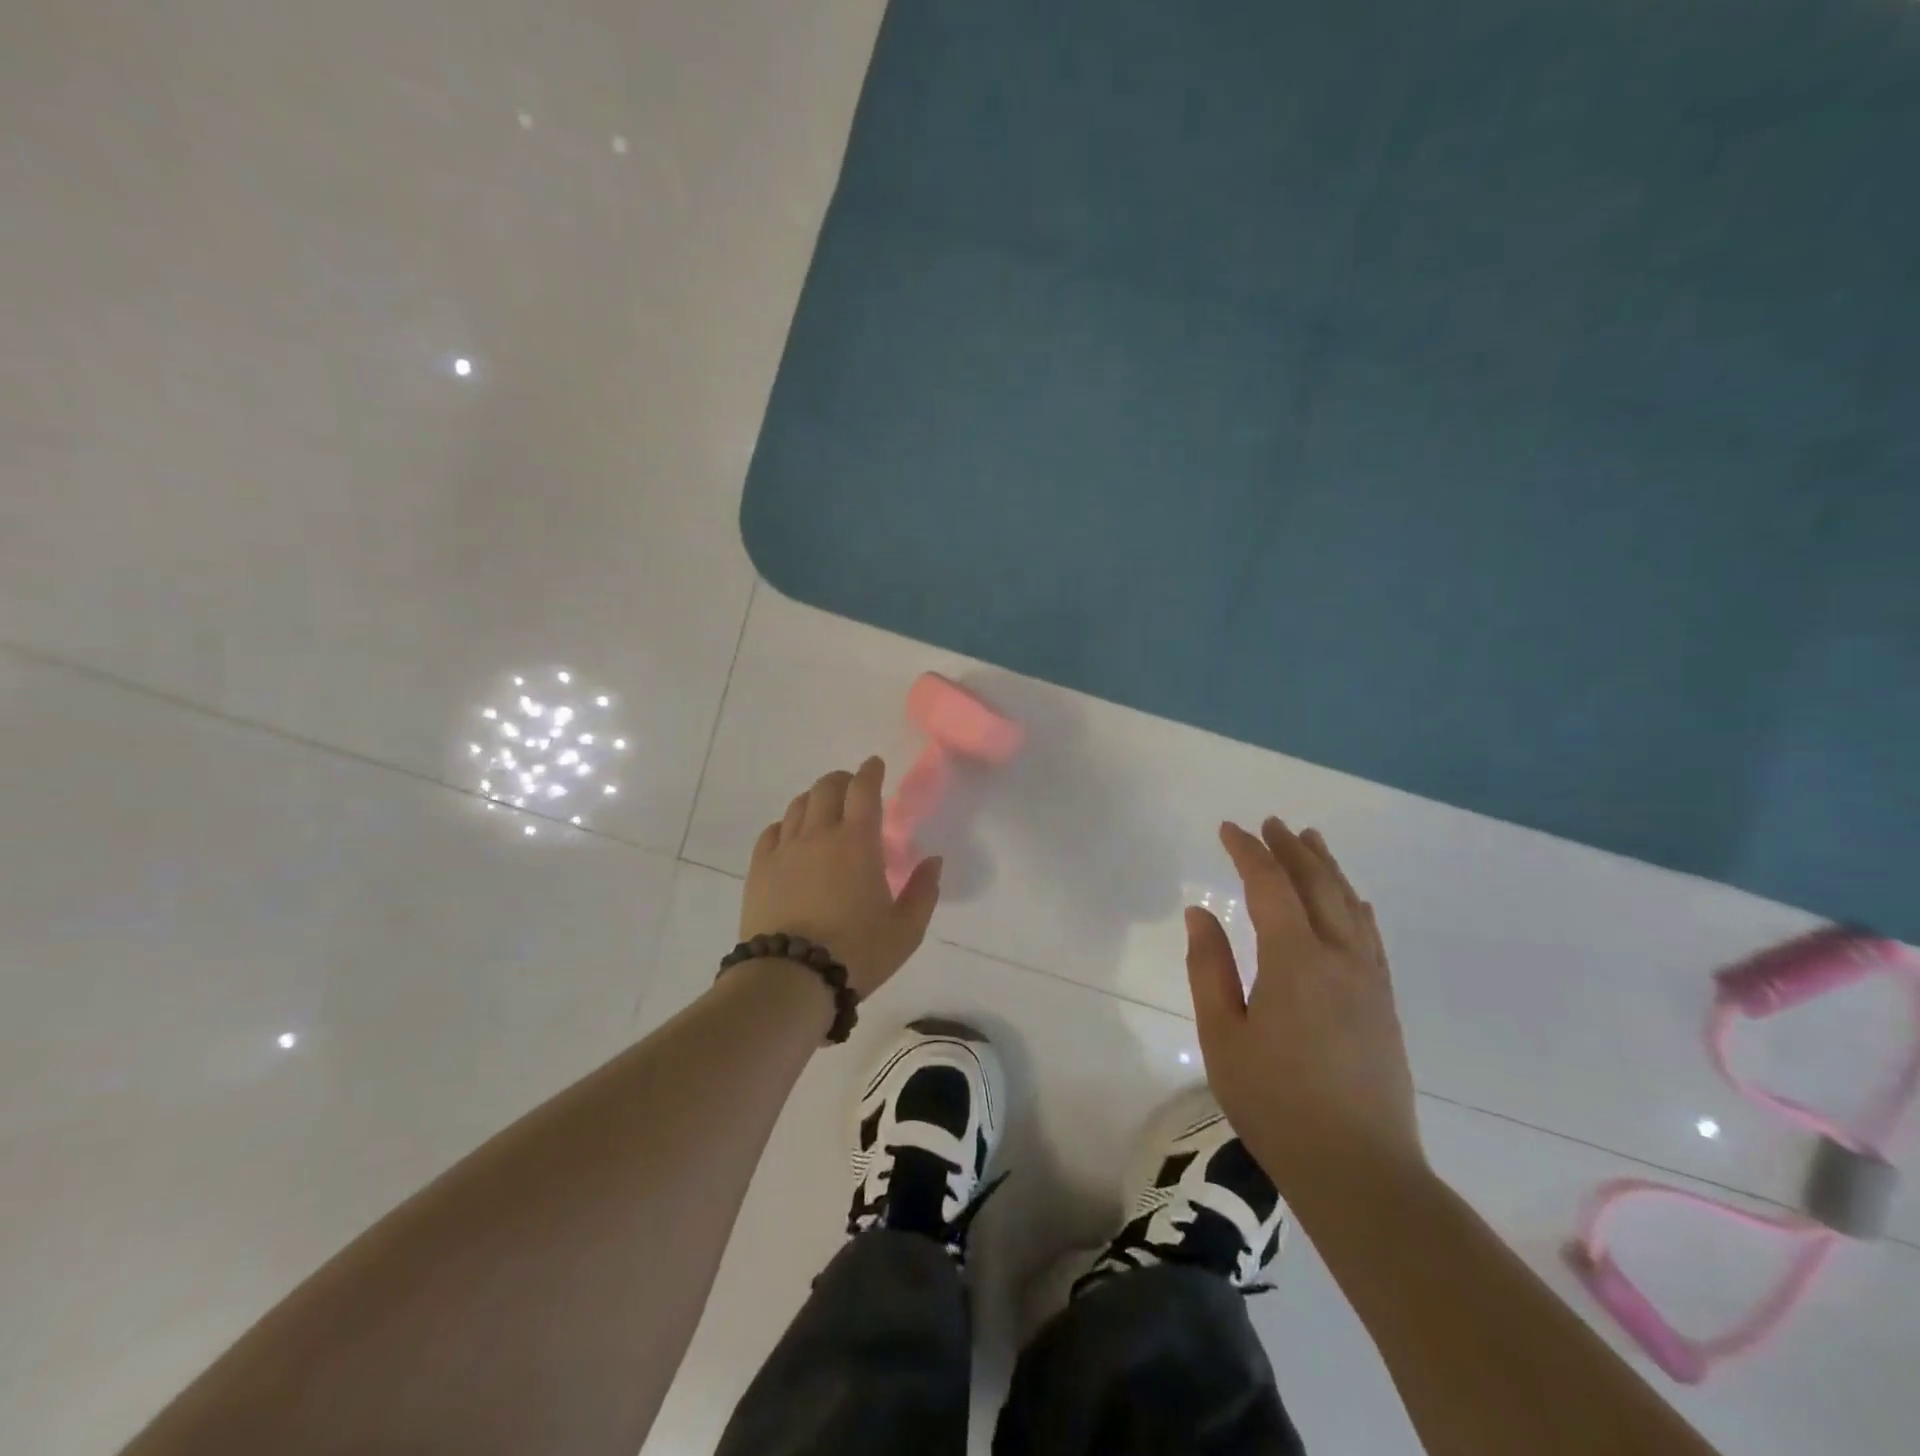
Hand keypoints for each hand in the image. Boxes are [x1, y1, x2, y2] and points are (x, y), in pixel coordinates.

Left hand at [740, 758, 942, 998]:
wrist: (791, 979)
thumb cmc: (857, 953)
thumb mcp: (906, 930)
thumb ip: (924, 891)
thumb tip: (934, 860)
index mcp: (858, 842)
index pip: (864, 790)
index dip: (870, 772)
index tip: (874, 765)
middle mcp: (820, 834)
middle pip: (827, 788)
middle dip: (842, 780)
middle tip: (851, 789)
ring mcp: (785, 850)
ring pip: (798, 805)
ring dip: (815, 798)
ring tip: (824, 809)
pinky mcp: (759, 869)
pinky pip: (772, 831)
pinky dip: (787, 824)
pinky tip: (792, 835)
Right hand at [1186, 817, 1424, 1200]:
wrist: (1358, 1170)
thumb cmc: (1274, 1102)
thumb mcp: (1223, 1036)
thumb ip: (1209, 967)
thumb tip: (1200, 913)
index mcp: (1295, 960)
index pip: (1271, 886)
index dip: (1248, 852)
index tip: (1228, 829)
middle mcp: (1339, 958)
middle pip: (1318, 885)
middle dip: (1292, 849)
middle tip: (1271, 823)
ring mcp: (1369, 981)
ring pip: (1350, 905)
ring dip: (1328, 868)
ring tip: (1311, 840)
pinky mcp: (1384, 1004)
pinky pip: (1371, 936)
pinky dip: (1356, 906)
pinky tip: (1354, 900)